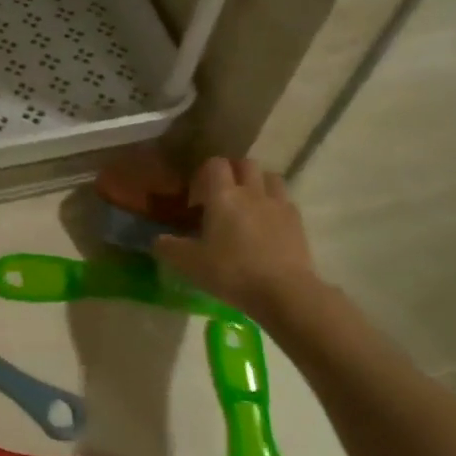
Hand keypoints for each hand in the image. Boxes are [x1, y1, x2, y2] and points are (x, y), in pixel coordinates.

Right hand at [153, 158, 323, 319]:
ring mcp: (278, 204)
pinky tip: (269, 225)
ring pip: (270, 177)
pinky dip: (276, 206)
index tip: (197, 197)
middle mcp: (251, 192)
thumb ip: (169, 248)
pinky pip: (285, 201)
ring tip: (249, 205)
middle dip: (234, 172)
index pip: (215, 164)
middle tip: (223, 195)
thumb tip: (157, 240)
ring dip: (258, 184)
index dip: (204, 173)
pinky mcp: (298, 222)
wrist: (284, 291)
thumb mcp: (190, 264)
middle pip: (245, 163)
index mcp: (223, 196)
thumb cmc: (232, 272)